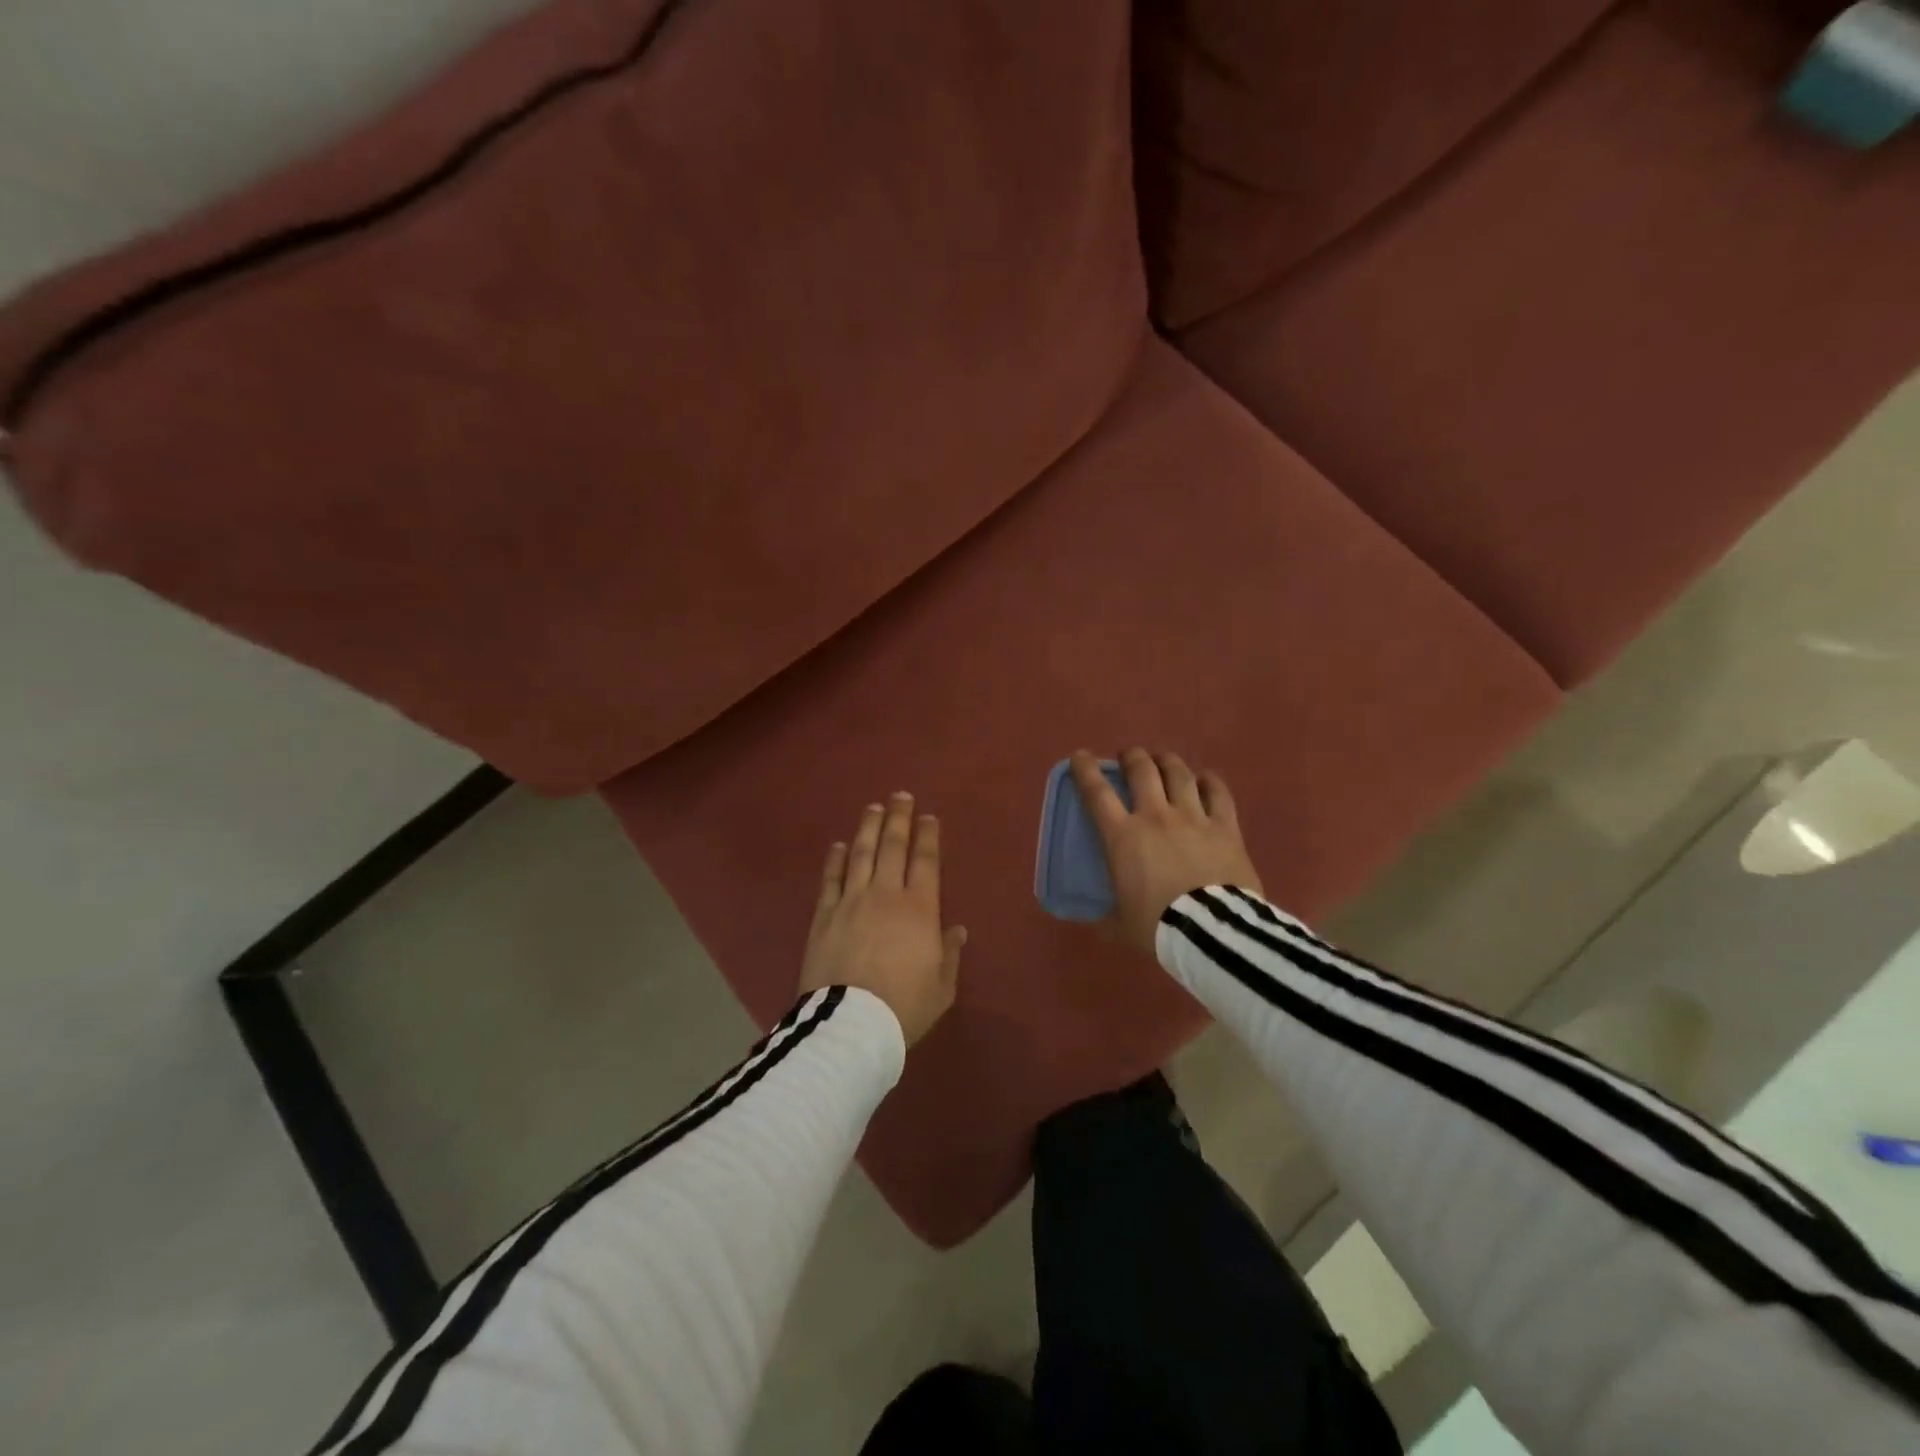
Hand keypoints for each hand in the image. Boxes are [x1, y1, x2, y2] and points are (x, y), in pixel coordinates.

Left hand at [799, 792, 966, 1045]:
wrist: (851, 1025)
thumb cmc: (904, 1007)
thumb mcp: (941, 987)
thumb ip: (950, 954)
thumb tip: (956, 929)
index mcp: (920, 909)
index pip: (925, 861)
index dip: (927, 836)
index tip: (928, 816)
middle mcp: (885, 894)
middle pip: (892, 847)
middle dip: (898, 819)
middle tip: (899, 796)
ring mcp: (851, 901)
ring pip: (860, 854)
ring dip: (867, 828)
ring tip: (872, 808)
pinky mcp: (824, 915)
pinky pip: (831, 879)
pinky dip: (835, 859)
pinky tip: (838, 845)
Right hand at [1070, 748, 1263, 956]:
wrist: (1210, 931)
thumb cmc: (1157, 926)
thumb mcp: (1120, 923)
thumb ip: (1107, 915)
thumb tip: (1097, 922)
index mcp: (1122, 837)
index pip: (1097, 793)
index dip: (1086, 770)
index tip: (1081, 756)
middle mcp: (1155, 816)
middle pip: (1142, 771)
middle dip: (1132, 757)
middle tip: (1129, 757)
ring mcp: (1193, 817)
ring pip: (1179, 774)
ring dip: (1168, 762)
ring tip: (1163, 759)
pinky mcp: (1225, 827)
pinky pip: (1218, 794)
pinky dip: (1210, 781)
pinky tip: (1206, 777)